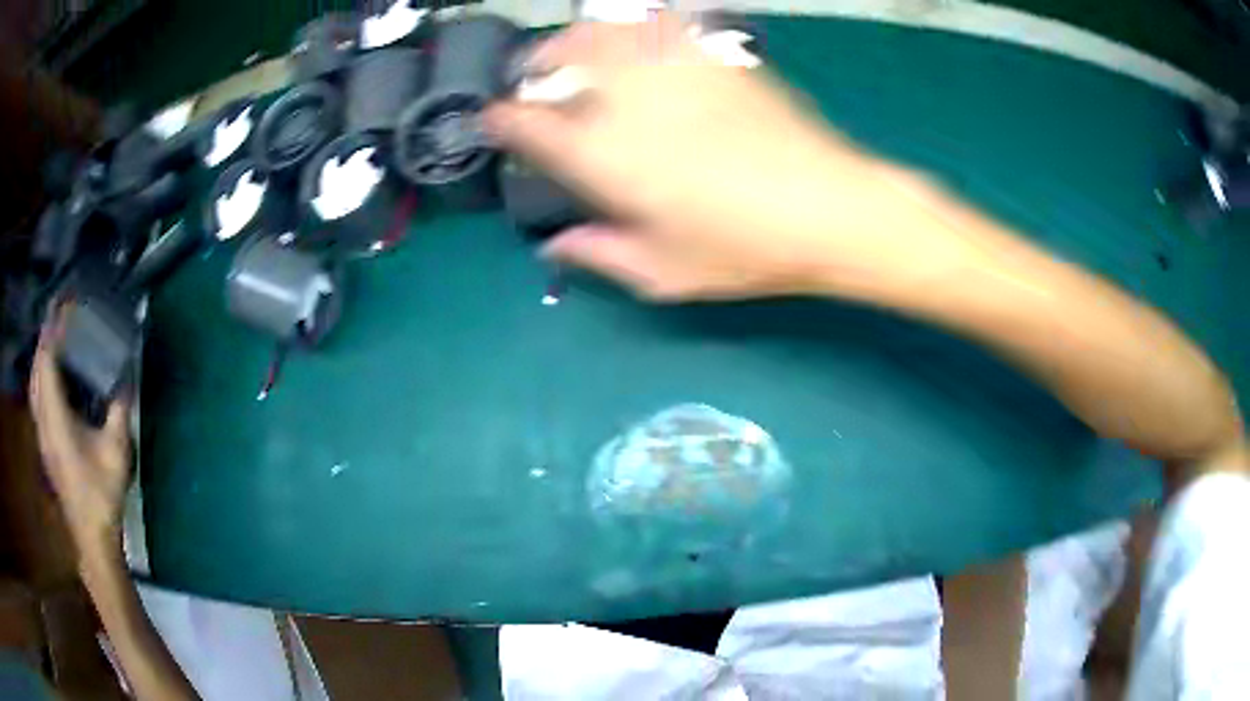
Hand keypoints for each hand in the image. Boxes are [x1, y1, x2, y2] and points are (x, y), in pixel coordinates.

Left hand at [29, 311, 131, 547]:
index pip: (45, 360)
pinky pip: (38, 400)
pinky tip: (54, 382)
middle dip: (45, 339)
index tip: (62, 305)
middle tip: (59, 319)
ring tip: (55, 343)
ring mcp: (42, 435)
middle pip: (36, 368)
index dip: (51, 330)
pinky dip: (42, 380)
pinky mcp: (45, 445)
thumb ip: (120, 407)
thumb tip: (127, 372)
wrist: (91, 535)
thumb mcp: (117, 449)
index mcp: (56, 417)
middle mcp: (43, 420)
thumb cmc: (102, 492)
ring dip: (41, 359)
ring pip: (34, 385)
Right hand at [486, 15, 886, 300]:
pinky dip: (637, 25)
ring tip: (574, 48)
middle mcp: (629, 102)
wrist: (830, 208)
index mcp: (607, 158)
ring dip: (578, 37)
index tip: (494, 121)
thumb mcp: (665, 273)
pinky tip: (637, 34)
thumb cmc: (746, 249)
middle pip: (562, 61)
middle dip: (535, 65)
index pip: (530, 125)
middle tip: (531, 76)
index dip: (503, 120)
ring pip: (606, 32)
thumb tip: (556, 247)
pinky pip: (663, 24)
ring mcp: (673, 72)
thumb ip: (600, 254)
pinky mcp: (715, 57)